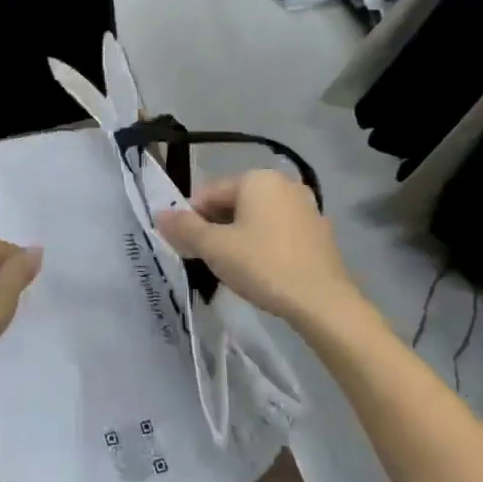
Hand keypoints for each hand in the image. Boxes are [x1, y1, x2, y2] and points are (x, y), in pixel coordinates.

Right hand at [155, 170, 358, 327]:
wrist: (323, 302)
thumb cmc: (263, 266)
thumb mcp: (215, 248)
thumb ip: (184, 228)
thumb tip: (159, 214)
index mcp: (257, 178)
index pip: (209, 193)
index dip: (192, 219)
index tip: (188, 248)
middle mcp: (284, 184)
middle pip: (234, 203)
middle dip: (216, 228)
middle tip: (209, 260)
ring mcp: (306, 208)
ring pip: (257, 218)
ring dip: (239, 238)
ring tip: (234, 269)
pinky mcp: (319, 233)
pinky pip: (279, 232)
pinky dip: (264, 245)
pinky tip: (261, 271)